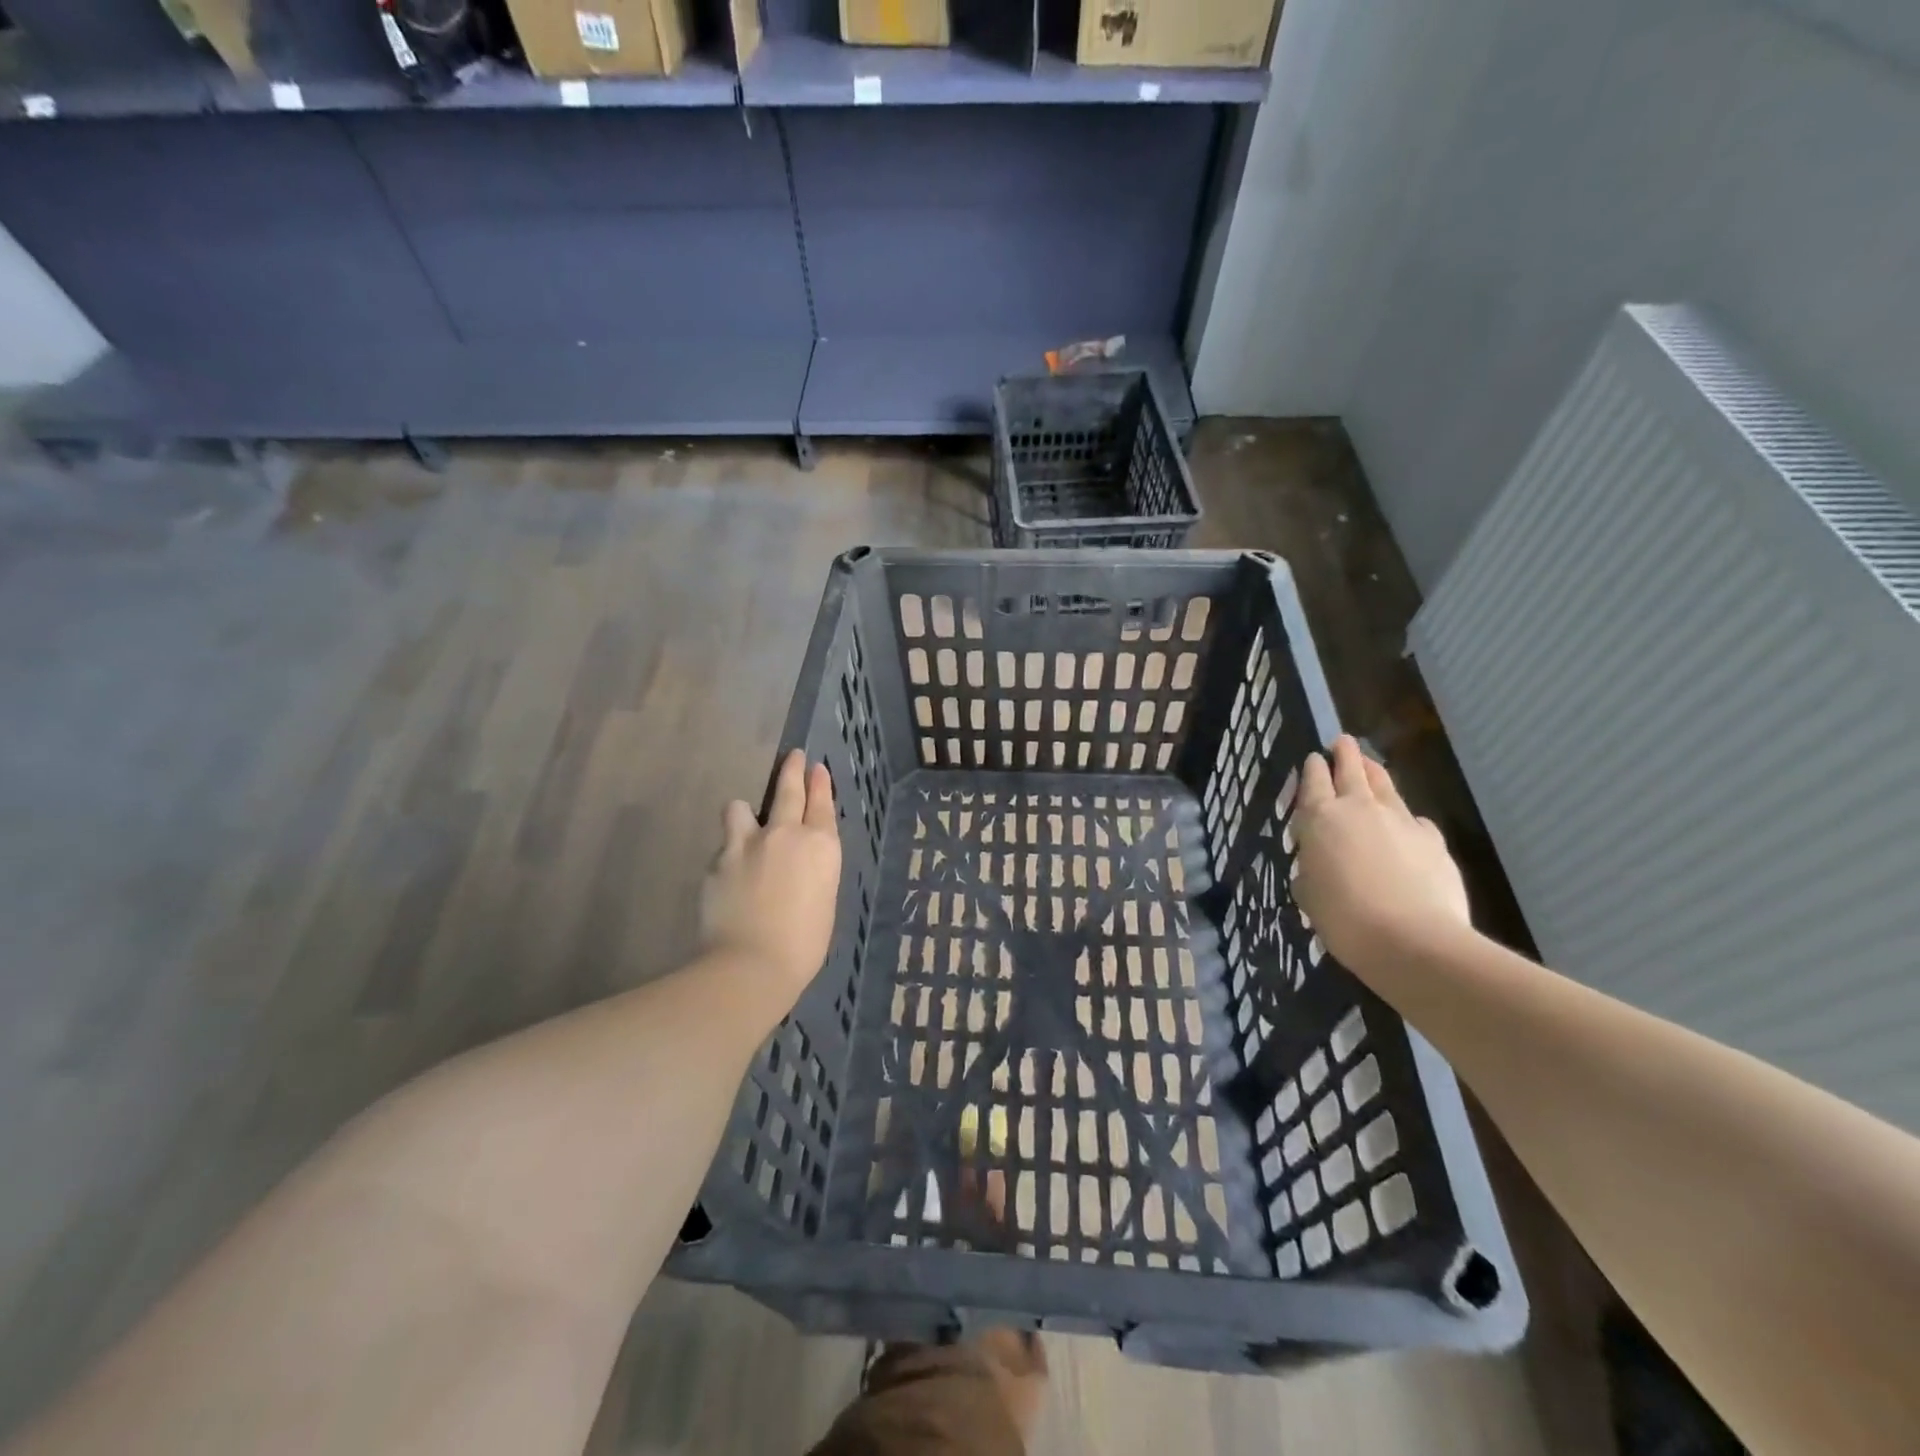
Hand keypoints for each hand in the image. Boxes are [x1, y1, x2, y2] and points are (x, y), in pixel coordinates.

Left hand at [702, 750, 841, 996]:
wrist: (750, 966)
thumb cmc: (803, 945)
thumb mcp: (824, 902)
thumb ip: (813, 872)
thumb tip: (800, 864)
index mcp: (821, 846)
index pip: (821, 803)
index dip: (819, 783)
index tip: (815, 767)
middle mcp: (785, 834)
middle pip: (788, 790)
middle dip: (792, 770)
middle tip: (794, 757)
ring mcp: (747, 844)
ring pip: (741, 808)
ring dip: (745, 814)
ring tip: (745, 825)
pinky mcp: (717, 861)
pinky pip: (724, 846)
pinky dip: (729, 855)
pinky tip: (730, 876)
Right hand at [1292, 736, 1470, 964]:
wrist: (1412, 940)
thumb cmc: (1343, 918)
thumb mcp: (1308, 894)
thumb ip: (1310, 869)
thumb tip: (1318, 864)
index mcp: (1321, 818)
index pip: (1314, 780)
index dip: (1313, 767)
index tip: (1315, 757)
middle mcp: (1359, 808)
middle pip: (1352, 769)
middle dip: (1346, 753)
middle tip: (1343, 742)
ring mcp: (1400, 821)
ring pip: (1385, 786)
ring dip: (1375, 774)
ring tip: (1371, 766)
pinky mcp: (1432, 840)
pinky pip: (1414, 820)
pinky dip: (1405, 819)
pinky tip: (1405, 828)